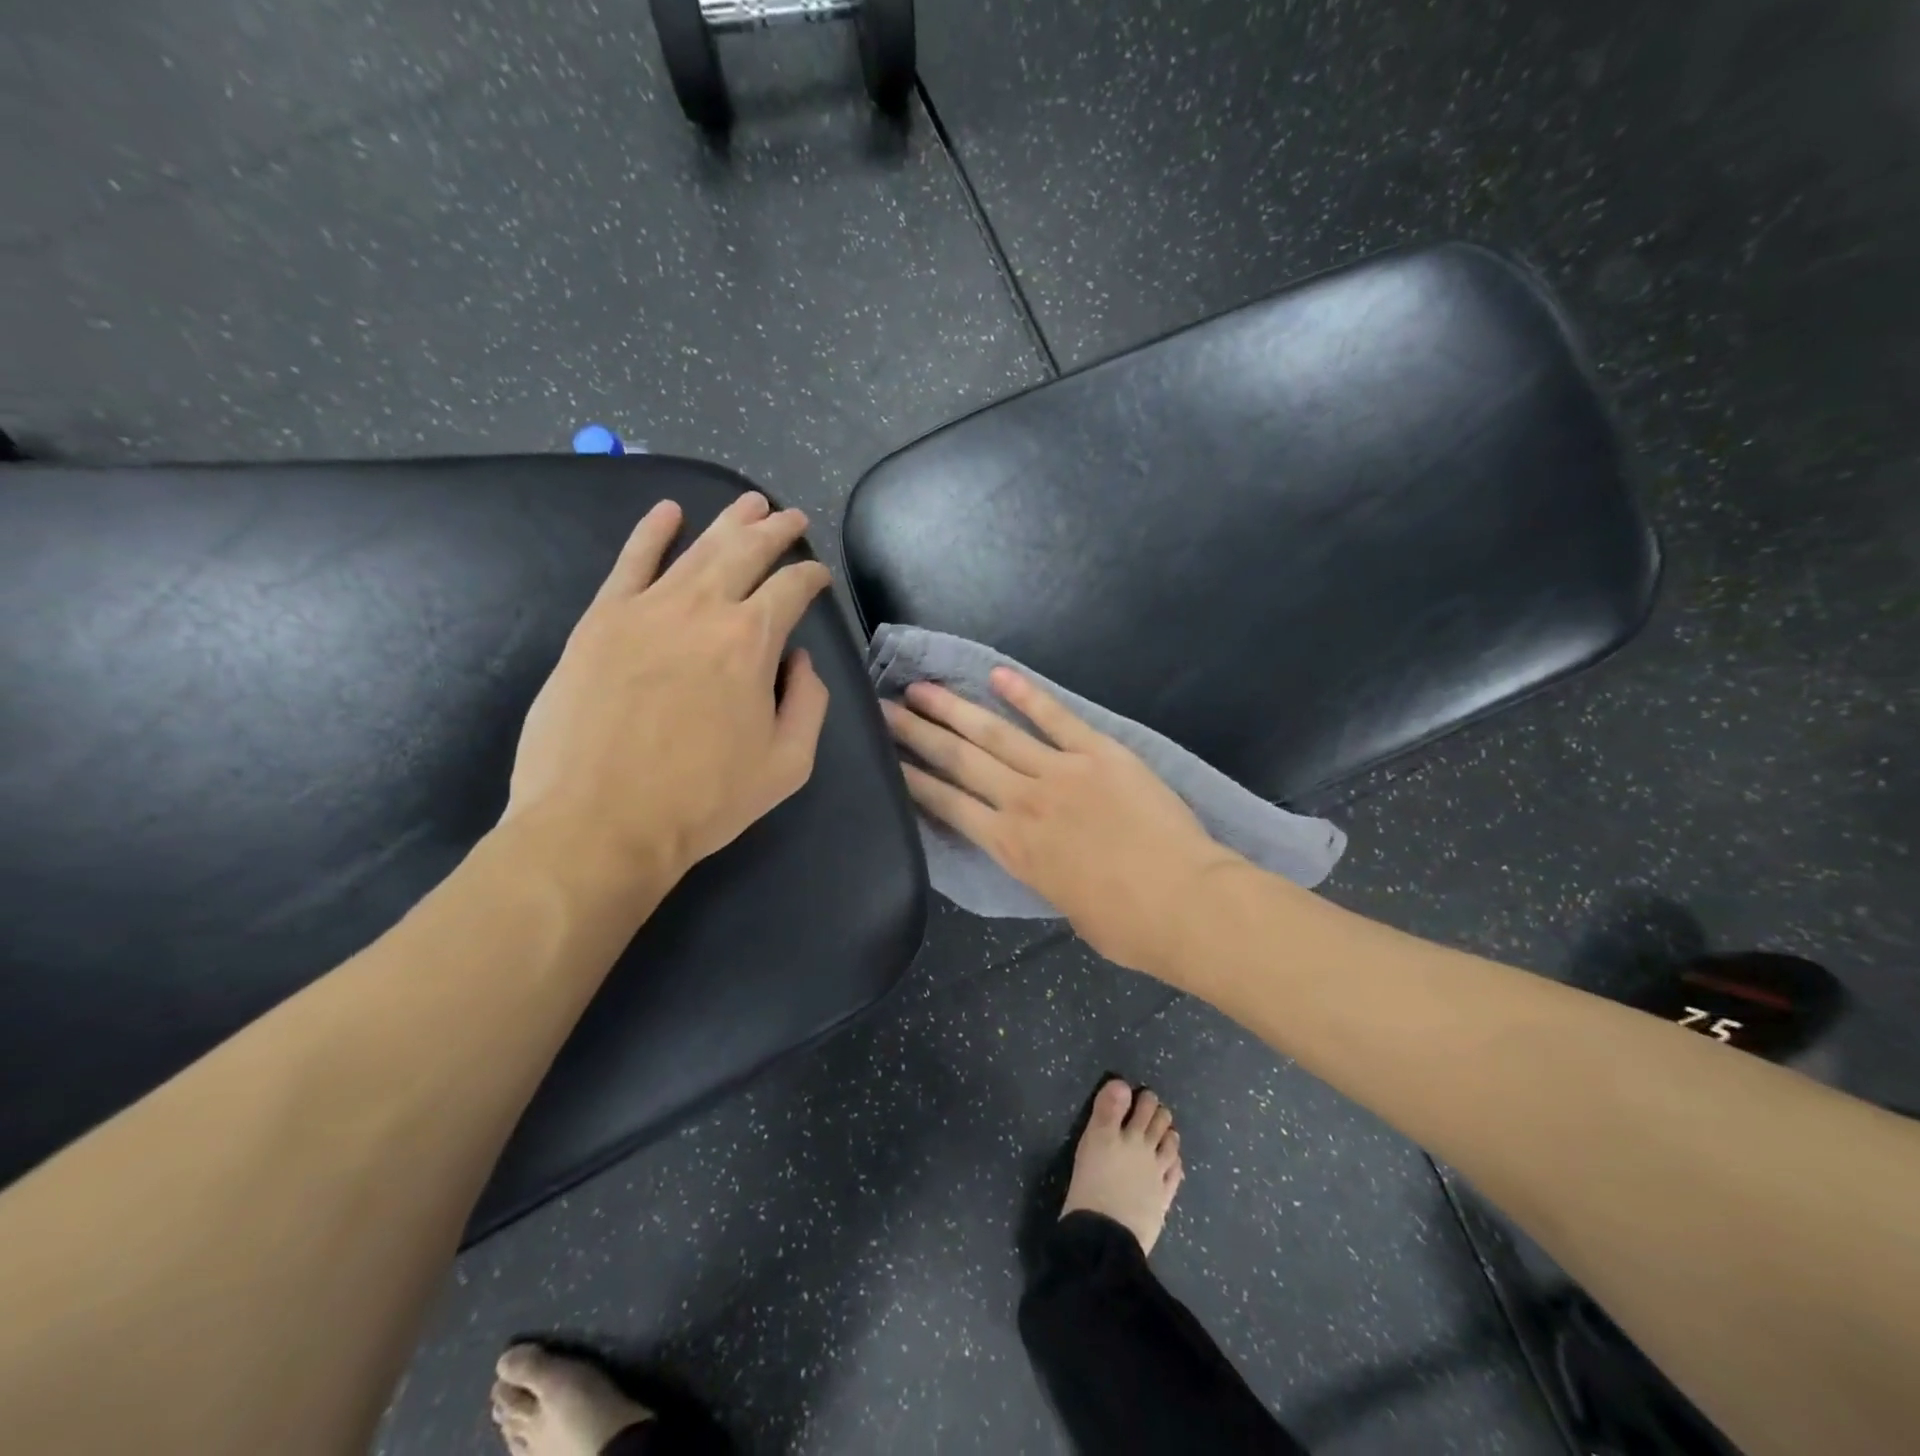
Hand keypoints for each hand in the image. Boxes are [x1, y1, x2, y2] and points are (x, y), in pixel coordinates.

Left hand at [506, 491, 832, 890]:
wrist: (599, 823)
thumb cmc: (702, 800)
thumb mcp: (788, 765)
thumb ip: (808, 703)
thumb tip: (800, 660)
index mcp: (751, 642)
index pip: (791, 589)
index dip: (811, 577)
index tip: (818, 577)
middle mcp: (701, 609)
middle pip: (746, 552)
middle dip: (776, 530)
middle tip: (791, 517)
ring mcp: (645, 608)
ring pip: (696, 548)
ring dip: (729, 522)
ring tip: (750, 503)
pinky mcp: (600, 620)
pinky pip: (629, 562)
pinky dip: (650, 532)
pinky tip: (667, 511)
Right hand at [881, 669, 1239, 972]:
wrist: (1184, 902)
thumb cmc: (1125, 924)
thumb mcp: (1062, 905)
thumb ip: (1040, 870)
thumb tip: (1036, 852)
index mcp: (1011, 847)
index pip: (947, 804)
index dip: (913, 779)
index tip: (886, 758)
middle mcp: (1022, 802)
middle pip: (958, 760)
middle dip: (916, 734)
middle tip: (884, 709)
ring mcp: (1059, 771)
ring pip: (994, 733)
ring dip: (954, 708)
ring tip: (921, 688)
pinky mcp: (1097, 753)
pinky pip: (1055, 717)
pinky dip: (1026, 695)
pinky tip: (998, 675)